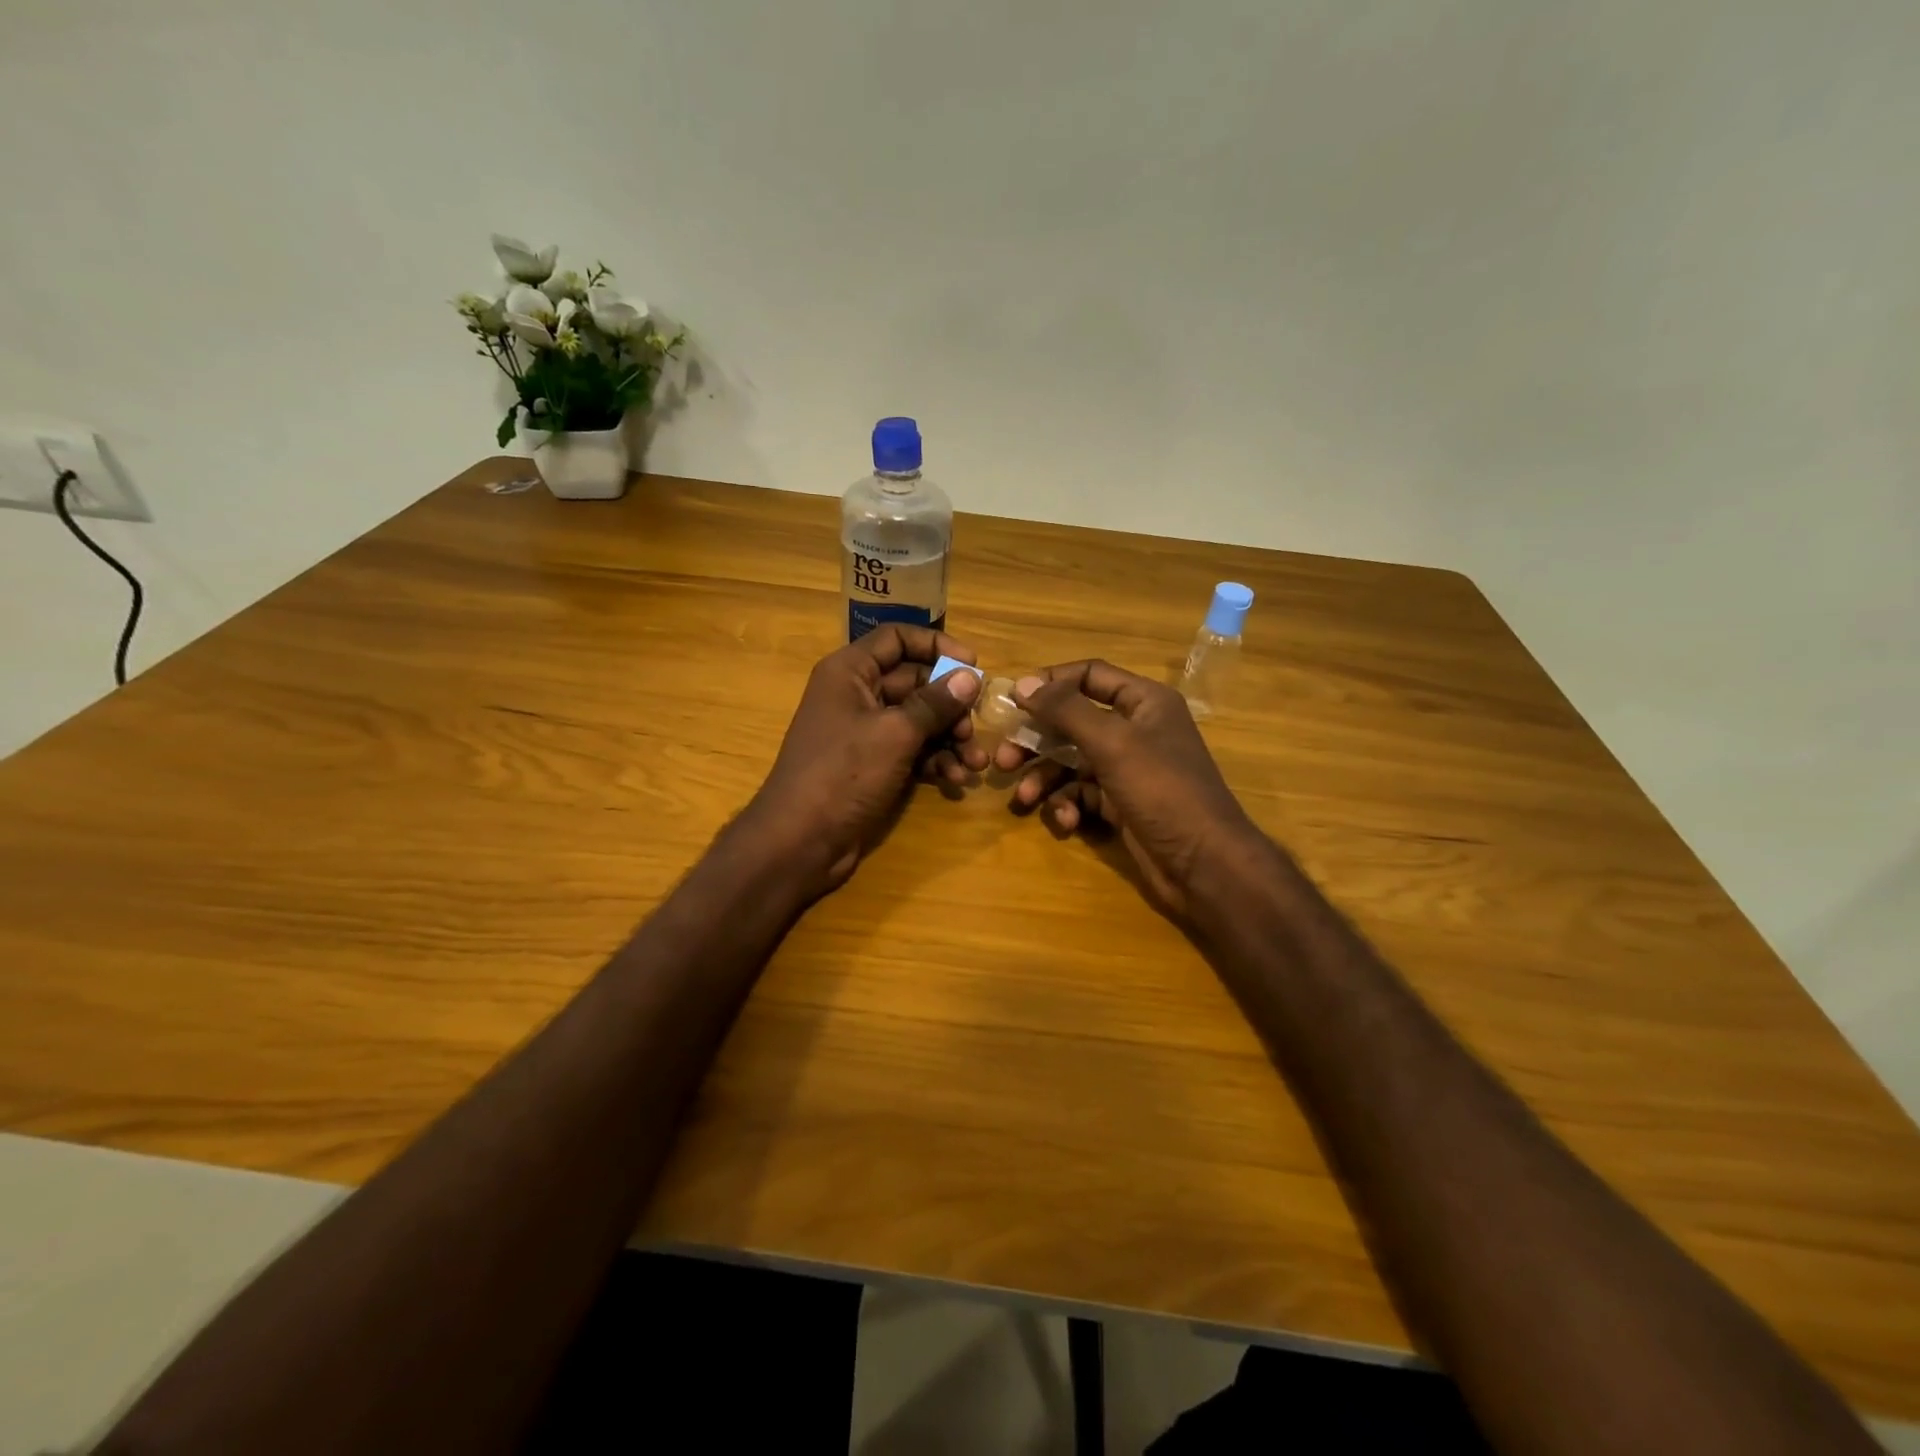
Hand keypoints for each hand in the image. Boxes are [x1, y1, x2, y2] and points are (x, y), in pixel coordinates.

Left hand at [745, 625, 987, 894]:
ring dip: (950, 739)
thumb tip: (970, 677)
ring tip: (975, 763)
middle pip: (915, 683)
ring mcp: (865, 733)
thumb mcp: (895, 734)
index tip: (973, 667)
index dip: (936, 646)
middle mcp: (857, 695)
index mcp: (850, 672)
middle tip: (976, 728)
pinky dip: (935, 762)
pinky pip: (912, 751)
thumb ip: (935, 703)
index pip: (897, 639)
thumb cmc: (843, 774)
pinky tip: (956, 781)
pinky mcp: (873, 765)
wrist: (801, 841)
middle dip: (951, 705)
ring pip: (918, 721)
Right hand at [993, 660, 1258, 914]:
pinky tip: (1065, 821)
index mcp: (1144, 702)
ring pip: (1071, 762)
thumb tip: (1023, 683)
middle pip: (1072, 722)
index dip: (1050, 682)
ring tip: (1022, 799)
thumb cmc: (1162, 790)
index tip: (1012, 700)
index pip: (1089, 675)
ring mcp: (1128, 769)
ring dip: (1044, 778)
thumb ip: (1066, 710)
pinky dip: (1068, 805)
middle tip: (1002, 758)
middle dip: (1036, 740)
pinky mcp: (1121, 804)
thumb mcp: (1112, 743)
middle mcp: (1136, 729)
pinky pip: (1082, 794)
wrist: (1203, 864)